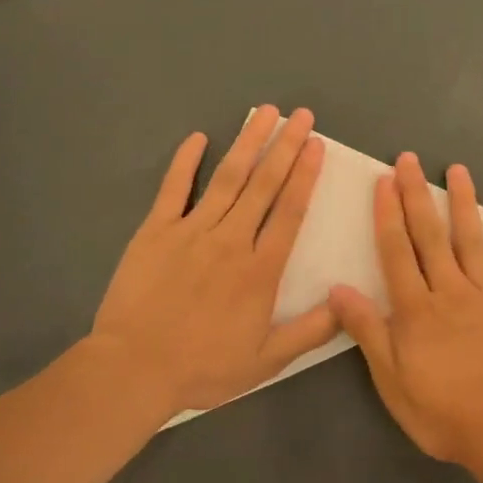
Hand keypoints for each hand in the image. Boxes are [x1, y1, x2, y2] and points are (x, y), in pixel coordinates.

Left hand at [91, 106, 339, 416]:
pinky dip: (185, 162)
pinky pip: (174, 189)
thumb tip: (348, 303)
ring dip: (248, 143)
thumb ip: (310, 331)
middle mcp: (231, 240)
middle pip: (263, 185)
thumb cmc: (203, 366)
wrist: (135, 368)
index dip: (305, 176)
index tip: (316, 145)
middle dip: (285, 146)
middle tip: (301, 115)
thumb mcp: (266, 361)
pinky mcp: (155, 231)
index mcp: (260, 270)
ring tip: (264, 113)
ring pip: (226, 178)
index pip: (289, 212)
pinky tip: (197, 137)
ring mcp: (191, 231)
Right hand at [328, 152, 482, 469]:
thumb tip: (338, 289)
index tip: (384, 181)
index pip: (397, 252)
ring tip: (457, 171)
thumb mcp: (392, 380)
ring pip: (471, 241)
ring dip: (462, 203)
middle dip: (417, 195)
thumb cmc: (444, 413)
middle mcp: (450, 292)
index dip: (388, 215)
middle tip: (410, 159)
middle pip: (431, 236)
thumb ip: (368, 332)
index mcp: (416, 310)